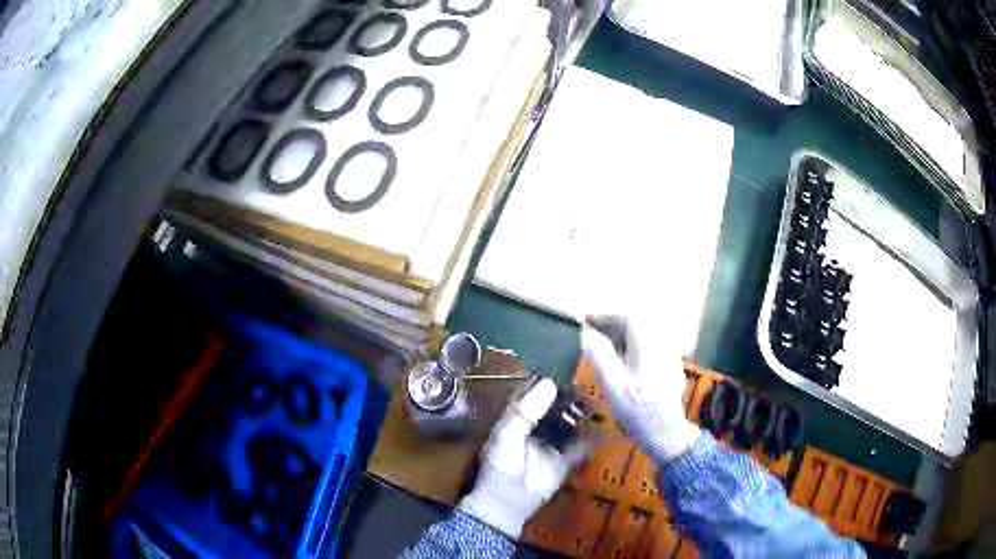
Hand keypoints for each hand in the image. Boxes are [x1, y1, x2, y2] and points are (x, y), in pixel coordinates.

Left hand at [457, 378, 587, 538]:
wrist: (509, 501)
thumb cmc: (502, 465)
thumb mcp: (508, 434)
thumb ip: (526, 411)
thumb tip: (550, 383)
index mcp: (517, 418)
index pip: (532, 393)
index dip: (546, 381)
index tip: (565, 368)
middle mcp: (536, 427)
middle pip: (555, 406)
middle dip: (569, 396)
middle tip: (586, 385)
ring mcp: (552, 443)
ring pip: (570, 423)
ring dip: (581, 414)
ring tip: (595, 403)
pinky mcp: (565, 459)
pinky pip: (582, 446)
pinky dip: (592, 438)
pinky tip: (603, 429)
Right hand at [580, 315, 699, 463]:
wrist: (665, 432)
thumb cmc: (637, 411)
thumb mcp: (613, 385)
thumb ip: (600, 355)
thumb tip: (587, 334)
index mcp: (648, 345)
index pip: (629, 317)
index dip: (607, 317)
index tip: (589, 324)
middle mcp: (662, 344)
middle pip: (639, 323)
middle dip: (615, 325)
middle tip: (595, 336)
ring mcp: (670, 355)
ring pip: (646, 333)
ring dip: (625, 335)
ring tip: (606, 347)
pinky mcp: (671, 366)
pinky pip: (652, 344)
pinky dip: (636, 345)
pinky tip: (625, 361)